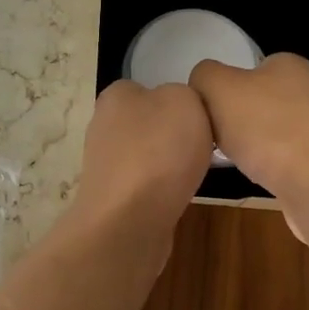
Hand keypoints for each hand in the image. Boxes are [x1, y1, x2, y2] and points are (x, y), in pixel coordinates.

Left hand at [74, 80, 212, 231]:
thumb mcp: (184, 100)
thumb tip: (178, 108)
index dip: (178, 100)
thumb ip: (184, 94)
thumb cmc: (158, 151)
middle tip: (204, 145)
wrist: (129, 222)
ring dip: (170, 165)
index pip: (148, 88)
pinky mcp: (113, 199)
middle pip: (150, 124)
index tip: (201, 116)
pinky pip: (146, 186)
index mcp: (116, 96)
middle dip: (174, 135)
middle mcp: (104, 127)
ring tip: (195, 173)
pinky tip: (179, 197)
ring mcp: (106, 166)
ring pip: (149, 156)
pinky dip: (163, 190)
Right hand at [189, 53, 308, 210]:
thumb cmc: (267, 129)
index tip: (211, 114)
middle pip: (260, 101)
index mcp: (290, 64)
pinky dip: (273, 166)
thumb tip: (203, 82)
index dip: (225, 90)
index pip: (249, 68)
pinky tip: (263, 178)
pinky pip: (288, 157)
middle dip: (238, 120)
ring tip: (239, 161)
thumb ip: (204, 76)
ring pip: (274, 131)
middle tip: (218, 138)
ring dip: (255, 145)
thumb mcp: (218, 88)